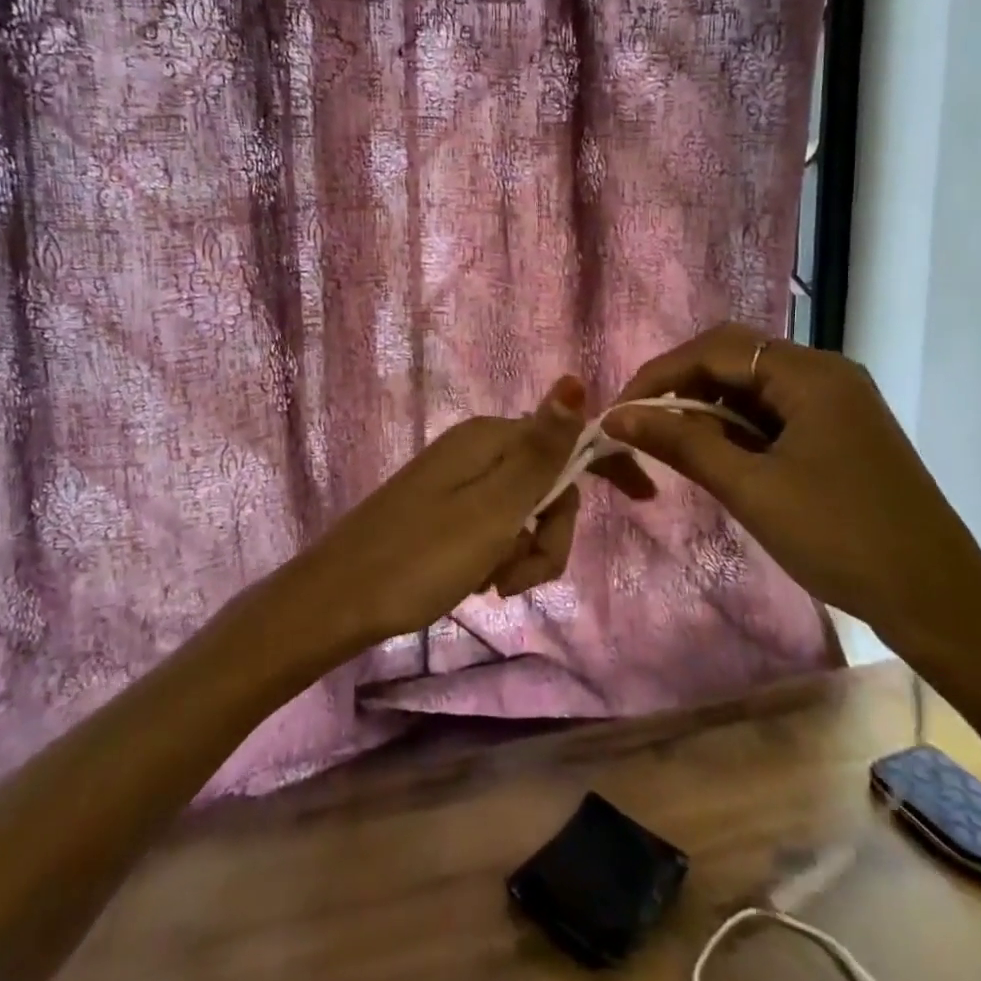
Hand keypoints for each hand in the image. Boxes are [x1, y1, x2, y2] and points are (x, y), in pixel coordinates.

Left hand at [289, 376, 654, 649]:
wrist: (335, 601)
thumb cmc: (419, 558)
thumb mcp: (492, 509)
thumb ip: (540, 450)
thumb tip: (576, 379)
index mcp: (489, 439)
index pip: (569, 438)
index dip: (608, 464)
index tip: (645, 499)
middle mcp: (476, 448)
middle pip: (548, 484)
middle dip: (549, 535)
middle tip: (518, 579)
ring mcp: (458, 479)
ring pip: (524, 511)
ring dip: (524, 553)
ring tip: (491, 587)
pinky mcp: (445, 508)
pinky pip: (496, 526)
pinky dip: (499, 556)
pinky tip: (476, 583)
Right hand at [604, 323, 980, 659]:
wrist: (940, 603)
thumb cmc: (842, 539)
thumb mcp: (752, 489)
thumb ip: (683, 443)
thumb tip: (617, 417)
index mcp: (810, 374)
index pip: (715, 350)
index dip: (659, 376)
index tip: (619, 413)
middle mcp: (825, 373)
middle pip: (735, 358)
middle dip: (681, 387)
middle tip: (640, 425)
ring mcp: (838, 401)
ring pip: (754, 386)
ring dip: (708, 408)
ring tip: (670, 444)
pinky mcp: (841, 430)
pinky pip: (775, 411)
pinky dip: (738, 427)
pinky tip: (717, 455)